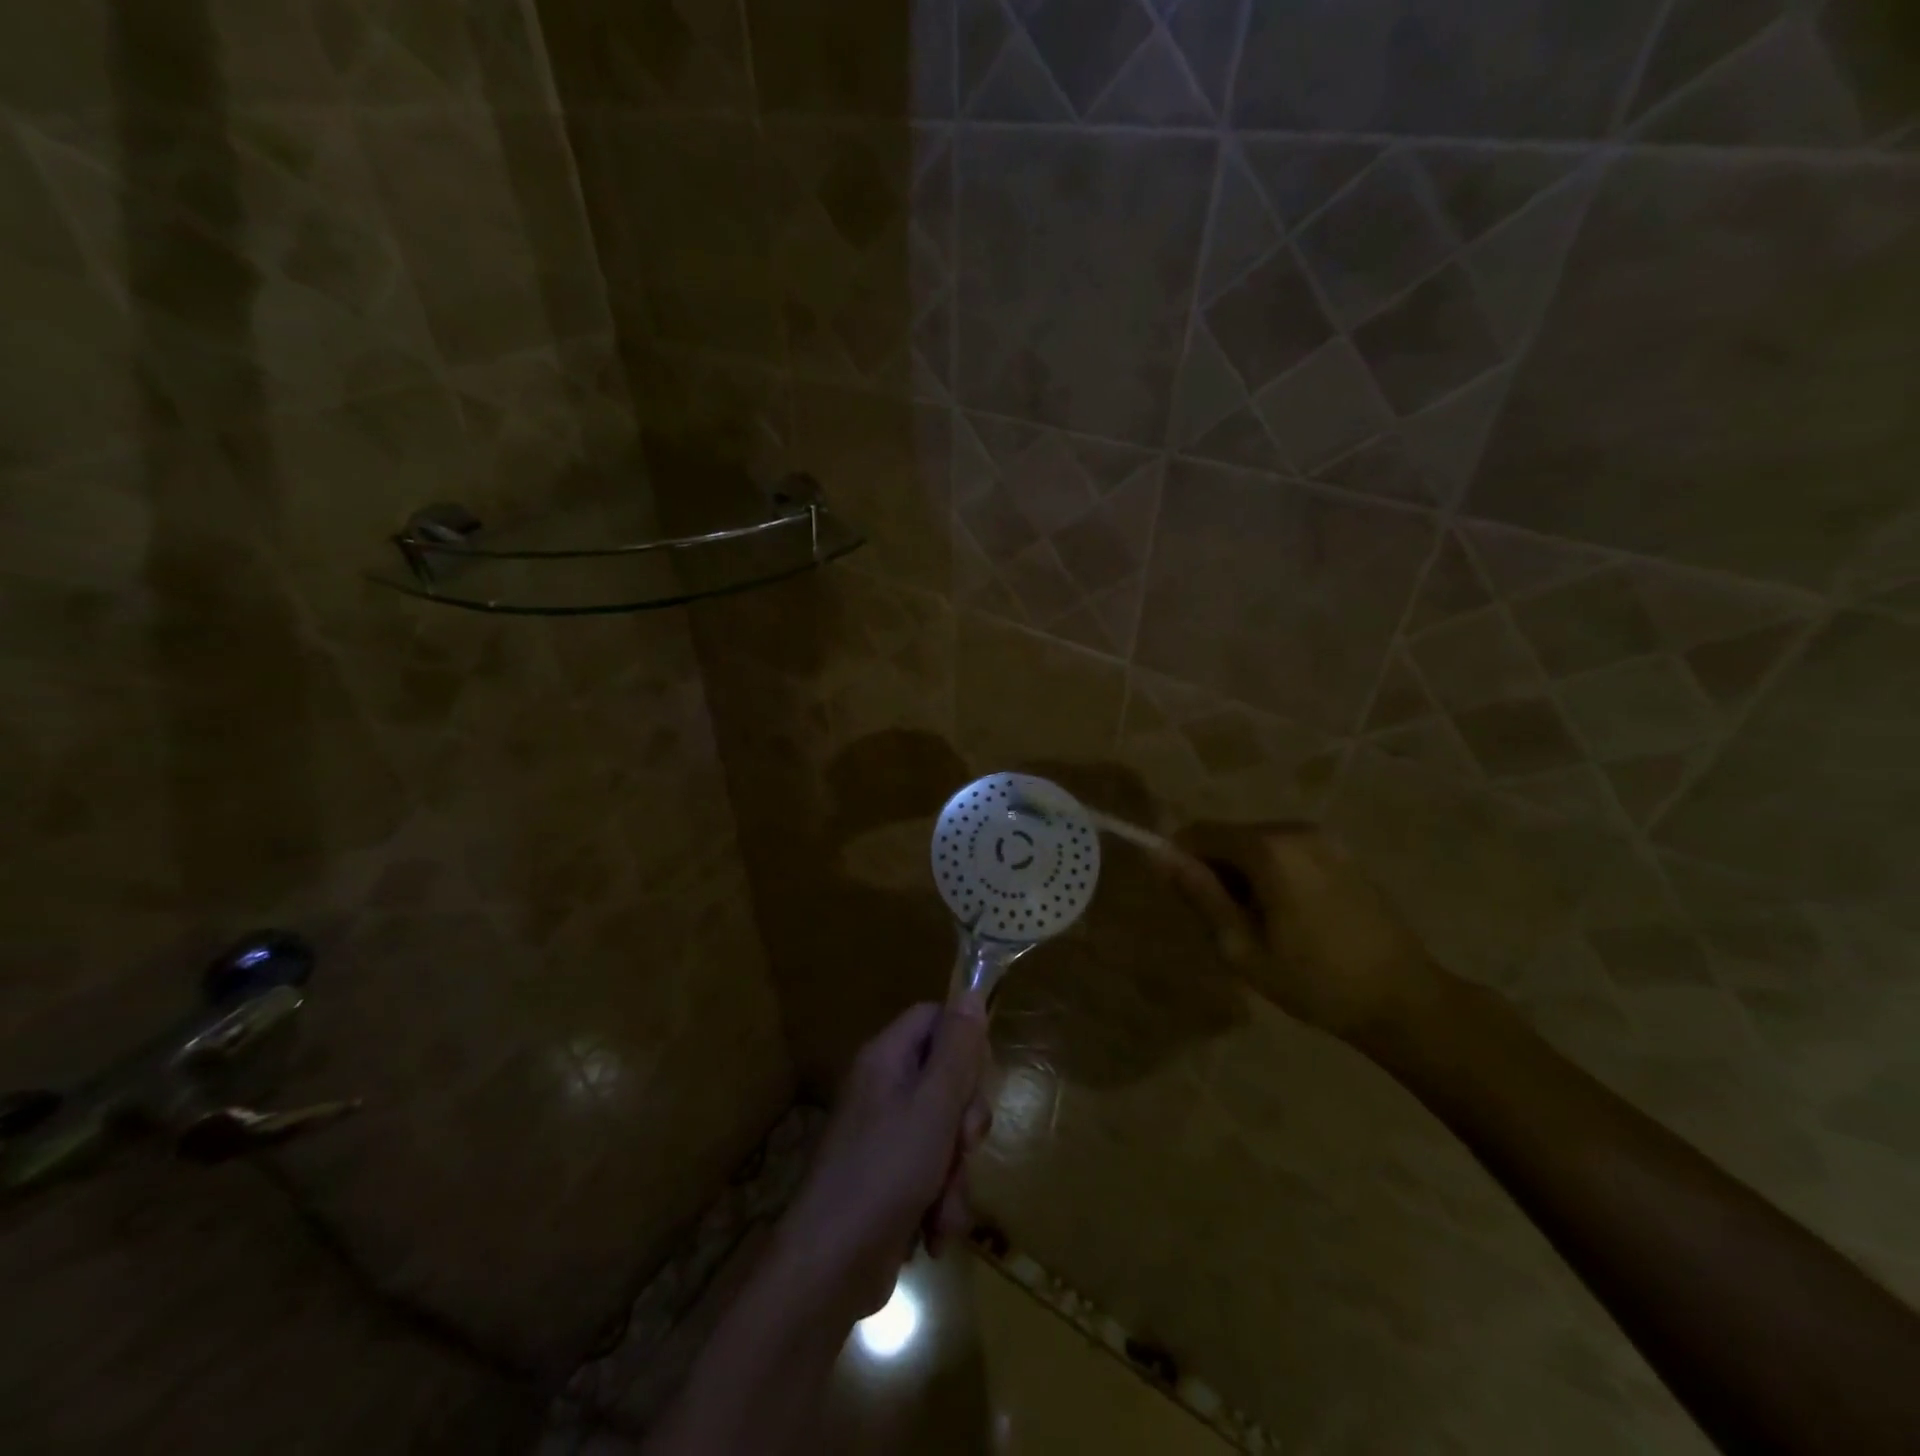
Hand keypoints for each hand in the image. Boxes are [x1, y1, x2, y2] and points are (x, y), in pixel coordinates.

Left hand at [779, 999, 990, 1320]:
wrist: (829, 1269)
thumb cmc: (885, 1173)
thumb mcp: (933, 1106)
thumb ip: (957, 1050)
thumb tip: (971, 993)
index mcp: (887, 1059)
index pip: (935, 1019)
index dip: (964, 1043)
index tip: (977, 1079)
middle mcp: (885, 1088)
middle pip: (947, 1077)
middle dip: (965, 1120)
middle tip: (963, 1145)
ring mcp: (886, 1135)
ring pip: (947, 1131)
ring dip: (957, 1171)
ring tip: (945, 1206)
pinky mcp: (891, 1178)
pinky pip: (934, 1170)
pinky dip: (942, 1200)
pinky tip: (935, 1230)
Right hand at [1160, 822, 1441, 1043]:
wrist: (1404, 1000)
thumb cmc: (1314, 981)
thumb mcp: (1241, 946)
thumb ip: (1199, 894)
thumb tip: (1157, 856)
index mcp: (1269, 849)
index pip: (1199, 832)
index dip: (1181, 860)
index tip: (1185, 900)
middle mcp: (1295, 830)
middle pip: (1229, 835)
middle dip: (1215, 870)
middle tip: (1226, 923)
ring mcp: (1324, 838)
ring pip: (1256, 843)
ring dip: (1243, 873)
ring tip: (1261, 923)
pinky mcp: (1342, 851)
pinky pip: (1286, 850)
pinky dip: (1272, 873)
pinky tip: (1292, 915)